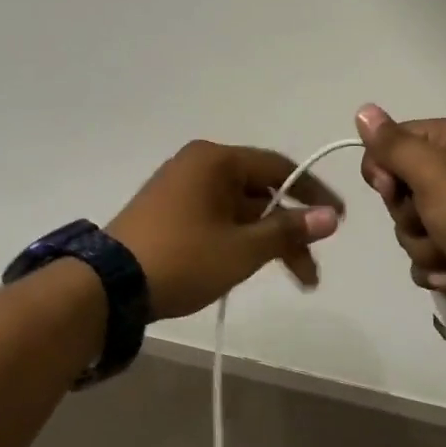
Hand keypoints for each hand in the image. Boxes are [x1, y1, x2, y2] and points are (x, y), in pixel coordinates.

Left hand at [108, 141, 344, 320]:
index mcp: (216, 160)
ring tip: (291, 279)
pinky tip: (251, 265)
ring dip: (266, 240)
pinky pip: (217, 217)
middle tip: (310, 271)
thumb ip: (288, 230)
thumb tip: (330, 218)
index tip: (338, 221)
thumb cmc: (182, 258)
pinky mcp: (168, 211)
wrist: (108, 286)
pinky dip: (239, 238)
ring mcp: (180, 187)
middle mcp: (199, 164)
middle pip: (260, 191)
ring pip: (239, 209)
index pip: (279, 168)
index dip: (312, 194)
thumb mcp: (242, 249)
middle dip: (289, 230)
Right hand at [356, 105, 445, 347]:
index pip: (396, 140)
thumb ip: (393, 145)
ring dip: (422, 244)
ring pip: (411, 223)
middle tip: (431, 222)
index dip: (384, 167)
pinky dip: (434, 266)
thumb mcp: (434, 174)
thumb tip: (363, 110)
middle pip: (401, 185)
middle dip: (407, 213)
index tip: (391, 187)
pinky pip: (428, 252)